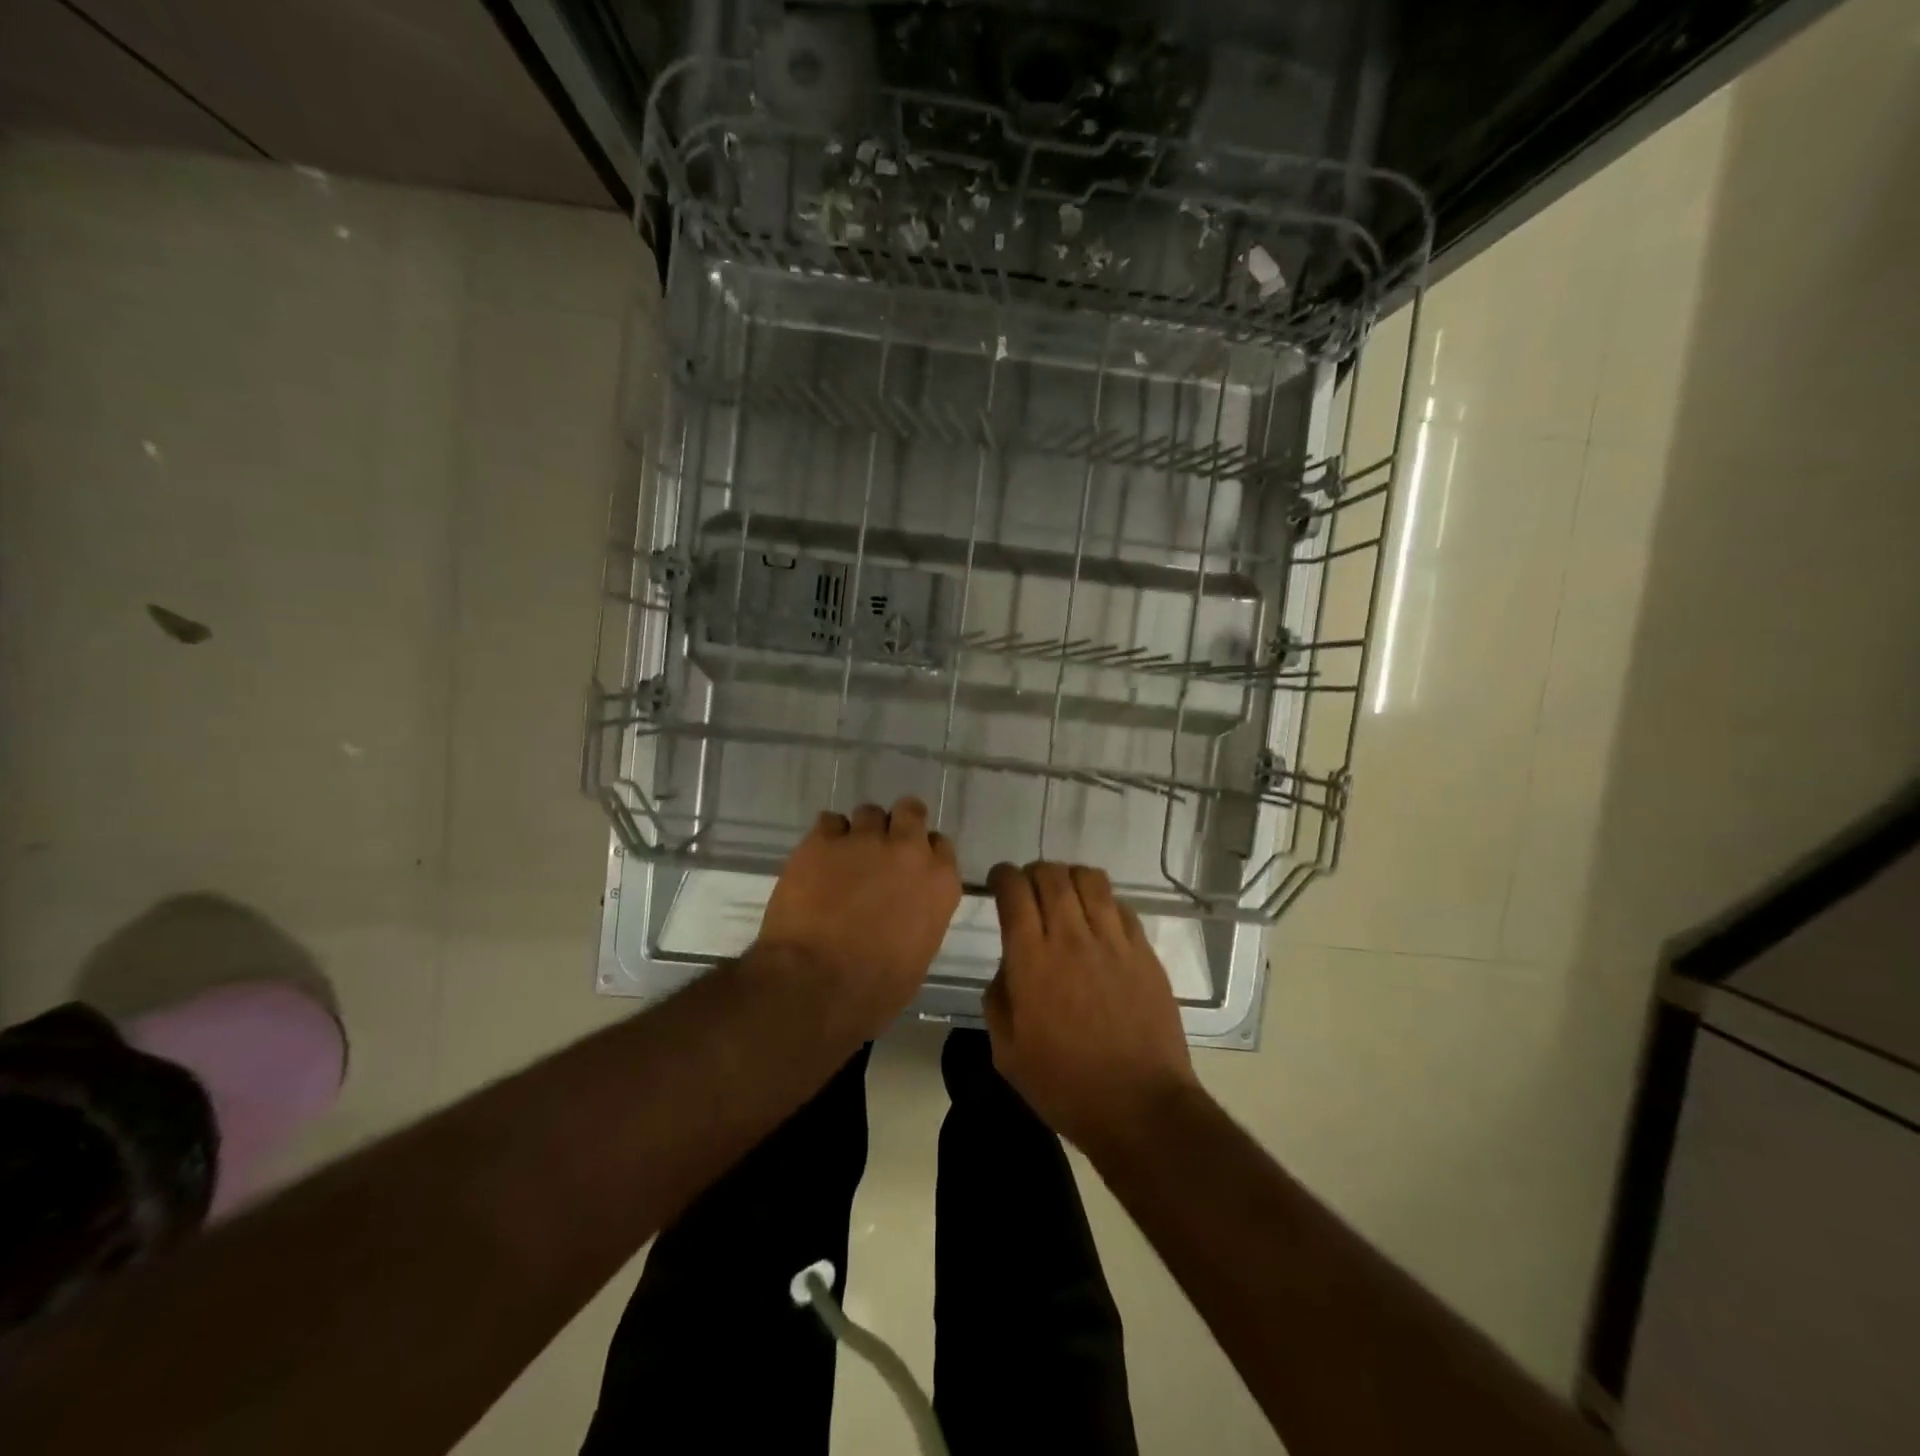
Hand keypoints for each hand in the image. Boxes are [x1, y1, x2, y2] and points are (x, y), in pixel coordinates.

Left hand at [756, 797, 960, 1033]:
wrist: (815, 985)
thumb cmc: (875, 990)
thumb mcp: (918, 955)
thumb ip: (921, 916)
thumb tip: (905, 909)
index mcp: (939, 882)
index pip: (940, 845)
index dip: (922, 853)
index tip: (909, 868)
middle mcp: (908, 850)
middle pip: (909, 812)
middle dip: (897, 825)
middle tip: (880, 849)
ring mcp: (864, 840)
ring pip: (868, 813)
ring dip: (859, 832)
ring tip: (843, 859)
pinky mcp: (821, 840)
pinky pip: (828, 822)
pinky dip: (825, 838)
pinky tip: (816, 861)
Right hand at [984, 862, 1198, 1153]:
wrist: (1139, 1106)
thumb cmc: (1065, 1085)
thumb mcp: (1006, 1053)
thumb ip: (998, 998)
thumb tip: (1008, 966)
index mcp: (1031, 961)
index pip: (1014, 892)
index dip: (1003, 876)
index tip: (999, 881)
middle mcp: (1071, 938)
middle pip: (1051, 875)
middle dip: (1034, 872)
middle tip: (1029, 888)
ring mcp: (1113, 942)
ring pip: (1090, 880)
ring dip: (1070, 877)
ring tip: (1065, 894)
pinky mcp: (1144, 953)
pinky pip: (1121, 906)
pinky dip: (1103, 902)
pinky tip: (1099, 921)